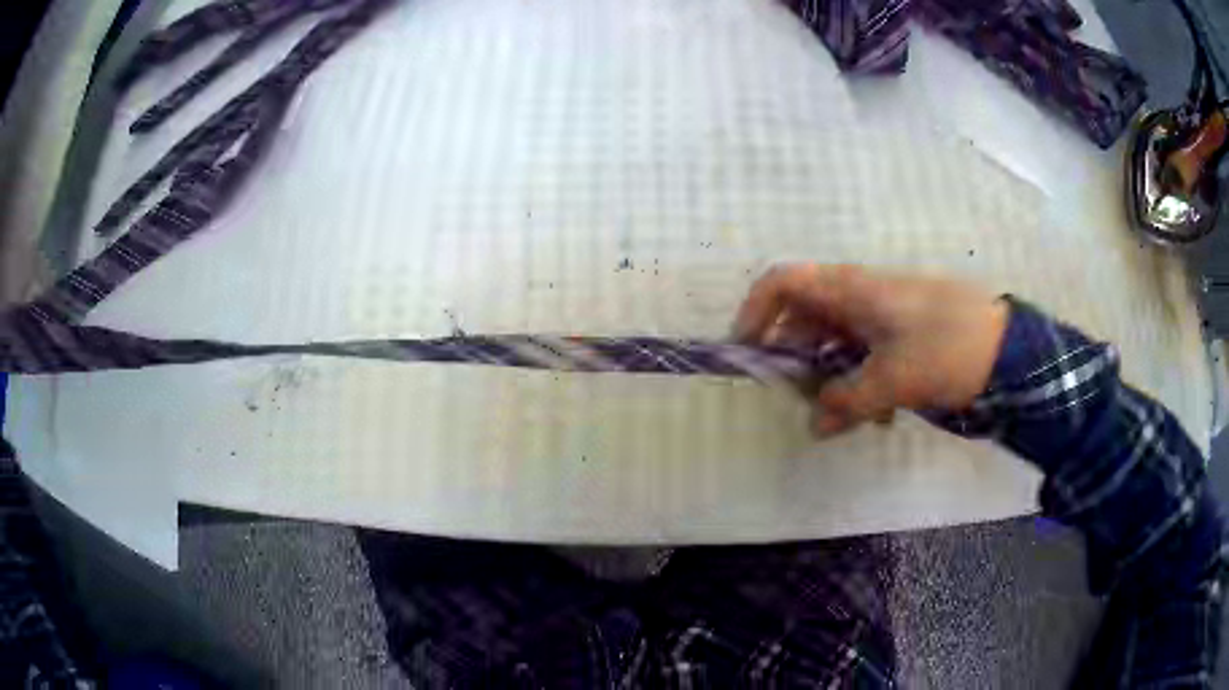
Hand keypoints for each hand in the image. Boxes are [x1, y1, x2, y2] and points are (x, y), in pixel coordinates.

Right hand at [734, 264, 1008, 436]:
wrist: (1009, 346)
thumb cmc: (946, 349)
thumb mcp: (892, 380)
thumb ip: (847, 402)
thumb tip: (815, 424)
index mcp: (851, 290)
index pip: (783, 282)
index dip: (756, 312)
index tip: (749, 355)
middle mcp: (861, 295)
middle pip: (806, 317)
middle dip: (796, 360)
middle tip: (801, 401)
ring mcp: (884, 314)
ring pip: (837, 341)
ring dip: (832, 379)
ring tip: (845, 418)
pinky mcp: (905, 332)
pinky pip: (867, 354)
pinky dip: (862, 382)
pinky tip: (881, 415)